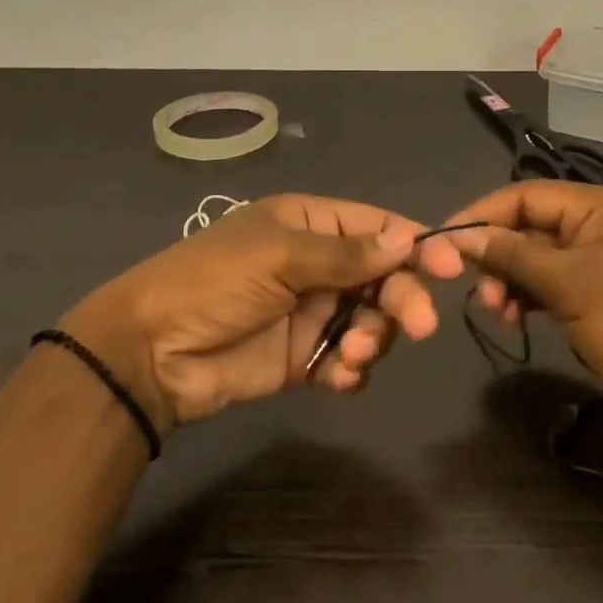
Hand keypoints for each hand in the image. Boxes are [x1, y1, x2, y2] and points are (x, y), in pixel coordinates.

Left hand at [58, 195, 465, 432]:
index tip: (452, 266)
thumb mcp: (278, 257)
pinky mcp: (305, 357)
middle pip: (384, 276)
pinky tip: (339, 378)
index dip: (417, 244)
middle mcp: (318, 264)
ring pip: (373, 320)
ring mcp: (313, 312)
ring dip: (375, 337)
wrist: (151, 354)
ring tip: (353, 354)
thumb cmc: (214, 283)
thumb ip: (345, 254)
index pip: (378, 227)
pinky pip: (348, 358)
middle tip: (419, 326)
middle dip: (402, 299)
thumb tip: (407, 241)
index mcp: (311, 224)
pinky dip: (353, 369)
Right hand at [444, 182, 602, 434]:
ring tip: (498, 313)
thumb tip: (459, 236)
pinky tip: (515, 319)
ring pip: (536, 256)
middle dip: (498, 256)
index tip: (442, 243)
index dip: (481, 215)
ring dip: (510, 280)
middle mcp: (598, 222)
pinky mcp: (598, 288)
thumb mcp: (566, 285)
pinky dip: (528, 296)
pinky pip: (551, 280)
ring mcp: (599, 257)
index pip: (524, 195)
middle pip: (528, 225)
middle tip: (480, 294)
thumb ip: (512, 255)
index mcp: (599, 206)